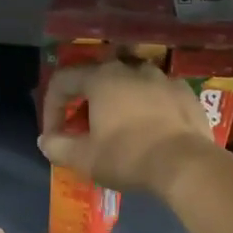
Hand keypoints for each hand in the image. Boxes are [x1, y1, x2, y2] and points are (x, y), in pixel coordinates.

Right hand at [37, 60, 217, 192]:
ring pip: (132, 84)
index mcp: (102, 78)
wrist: (186, 164)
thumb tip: (46, 140)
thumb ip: (58, 146)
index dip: (51, 107)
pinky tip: (151, 131)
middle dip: (87, 101)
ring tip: (120, 128)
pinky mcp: (186, 93)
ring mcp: (163, 78)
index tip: (54, 135)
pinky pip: (159, 95)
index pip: (63, 81)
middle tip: (86, 128)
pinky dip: (148, 108)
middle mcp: (132, 68)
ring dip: (119, 102)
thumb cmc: (128, 156)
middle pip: (99, 78)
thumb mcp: (84, 158)